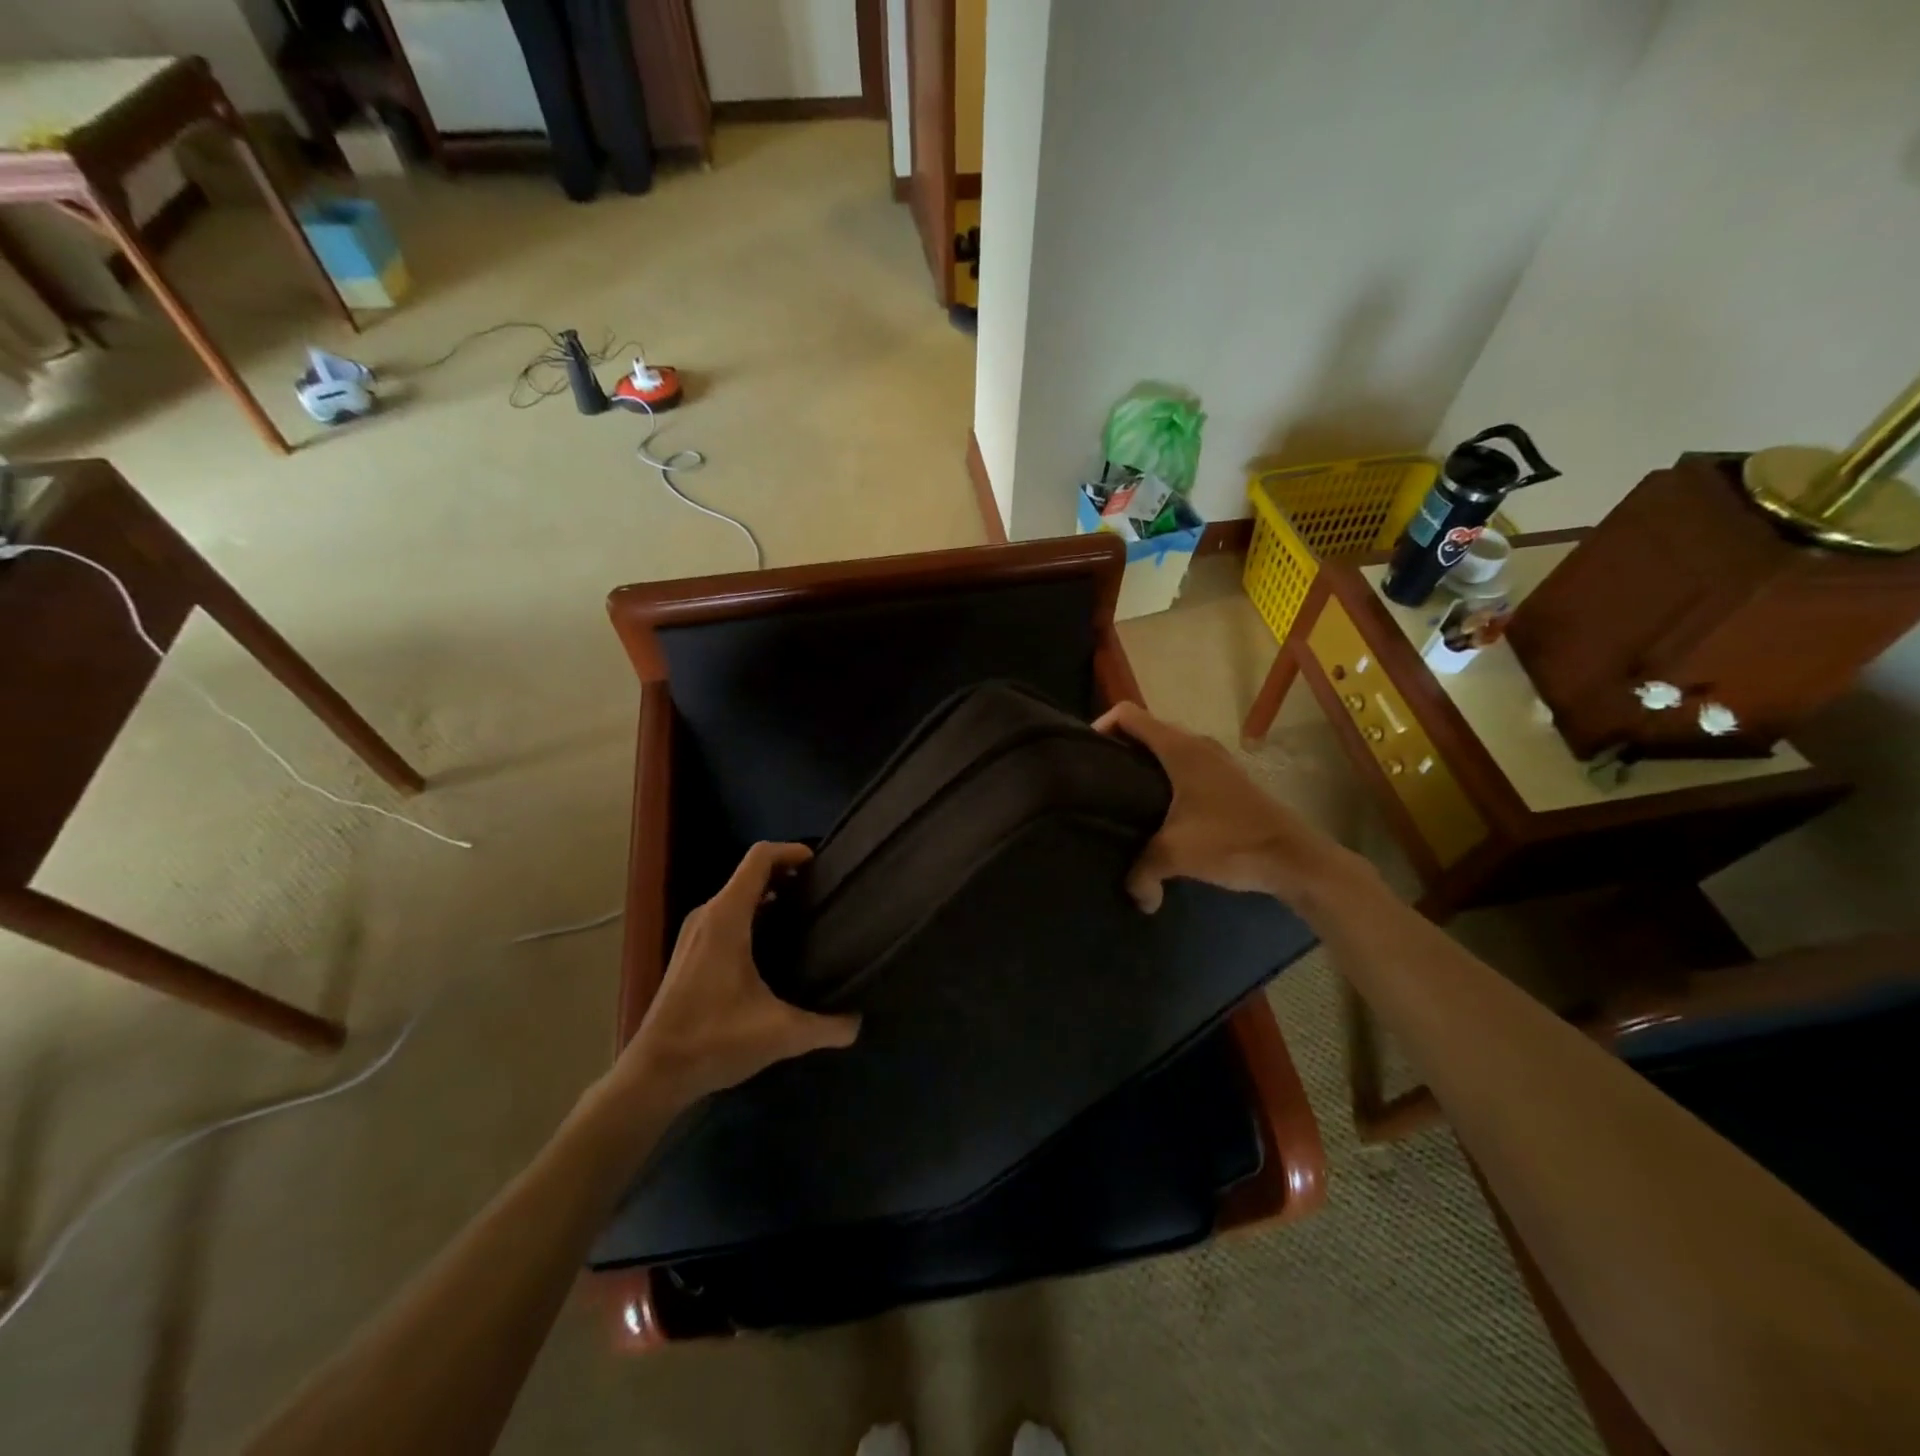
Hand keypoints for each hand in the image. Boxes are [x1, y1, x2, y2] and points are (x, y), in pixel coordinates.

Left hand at [608, 843, 859, 1112]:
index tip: (822, 864)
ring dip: (770, 896)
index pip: (759, 858)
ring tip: (806, 916)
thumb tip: (857, 1023)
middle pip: (750, 874)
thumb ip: (826, 1026)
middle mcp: (708, 915)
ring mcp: (694, 933)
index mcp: (727, 918)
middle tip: (823, 893)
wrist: (655, 1074)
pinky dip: (753, 915)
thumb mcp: (780, 1034)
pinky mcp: (689, 953)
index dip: (792, 851)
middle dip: (787, 875)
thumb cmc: (714, 1040)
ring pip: (737, 896)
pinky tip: (775, 946)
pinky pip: (727, 916)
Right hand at [1093, 702, 1362, 911]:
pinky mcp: (1229, 782)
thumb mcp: (1175, 855)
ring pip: (1168, 750)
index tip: (1083, 754)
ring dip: (1144, 766)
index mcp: (1179, 749)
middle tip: (1096, 782)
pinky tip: (1159, 813)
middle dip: (1119, 749)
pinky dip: (1166, 780)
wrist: (1296, 860)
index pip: (1128, 714)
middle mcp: (1197, 746)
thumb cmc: (1231, 842)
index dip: (1100, 725)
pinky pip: (1186, 767)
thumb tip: (1136, 898)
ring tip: (1122, 799)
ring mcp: (1217, 762)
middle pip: (1146, 730)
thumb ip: (1142, 873)